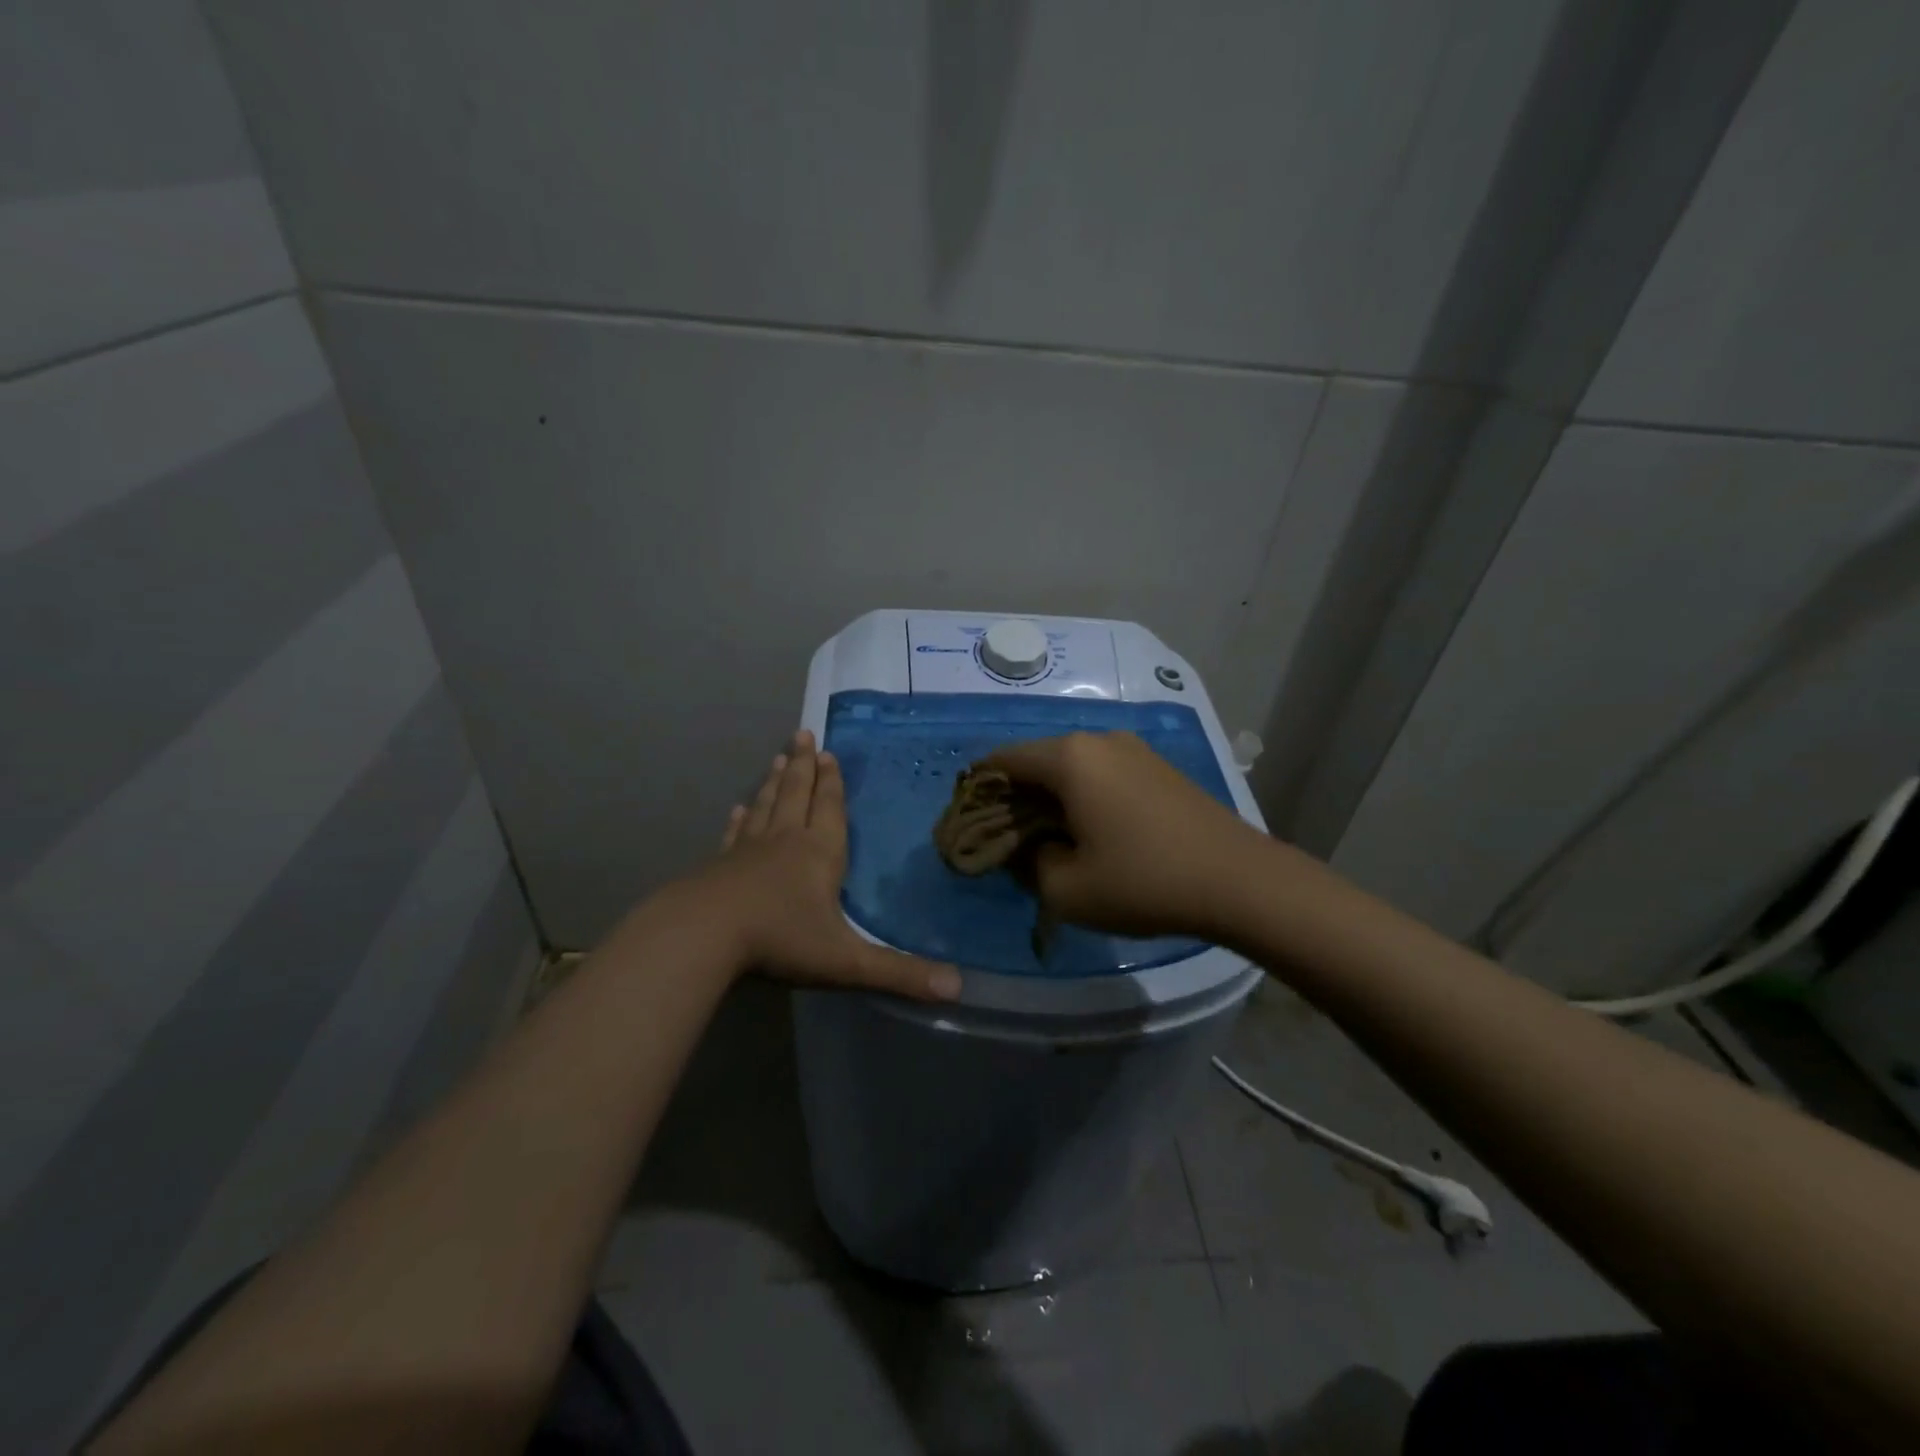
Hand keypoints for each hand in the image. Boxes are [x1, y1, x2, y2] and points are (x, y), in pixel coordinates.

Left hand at [699, 730, 960, 1001]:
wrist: (702, 935)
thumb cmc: (780, 940)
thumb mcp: (847, 961)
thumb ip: (900, 974)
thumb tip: (959, 988)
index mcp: (819, 853)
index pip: (830, 809)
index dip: (832, 783)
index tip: (828, 753)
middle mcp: (785, 841)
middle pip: (796, 794)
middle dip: (802, 767)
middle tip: (802, 734)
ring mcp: (747, 851)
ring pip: (765, 807)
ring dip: (773, 782)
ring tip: (777, 758)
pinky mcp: (718, 866)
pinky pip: (733, 835)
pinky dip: (738, 820)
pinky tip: (736, 810)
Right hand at [983, 731, 1264, 940]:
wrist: (1239, 880)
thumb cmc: (1144, 882)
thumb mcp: (1066, 889)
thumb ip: (1027, 863)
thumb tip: (1025, 847)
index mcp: (1068, 758)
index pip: (1002, 760)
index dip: (979, 791)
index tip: (972, 824)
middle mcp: (1098, 739)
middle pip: (1037, 760)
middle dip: (1016, 796)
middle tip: (1009, 839)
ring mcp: (1133, 749)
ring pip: (1071, 766)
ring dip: (1051, 796)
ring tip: (1050, 838)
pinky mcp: (1158, 766)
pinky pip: (1102, 773)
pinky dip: (1083, 795)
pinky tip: (1092, 830)